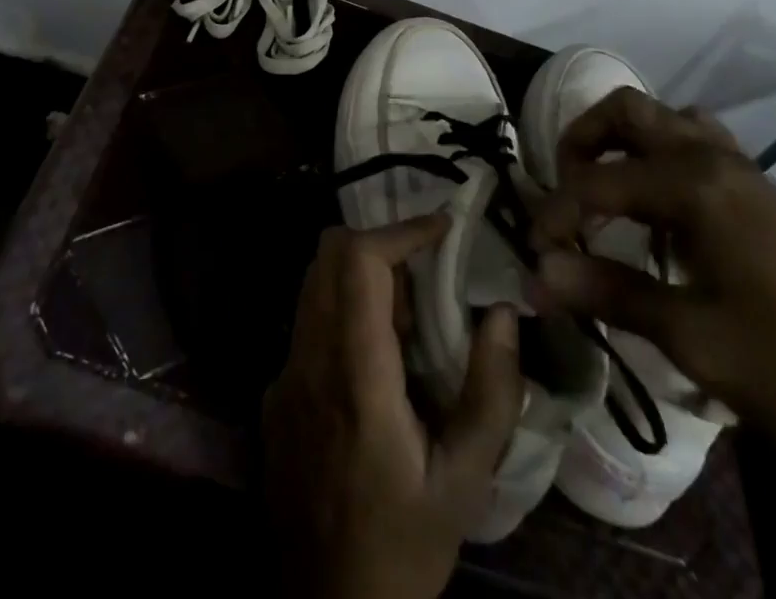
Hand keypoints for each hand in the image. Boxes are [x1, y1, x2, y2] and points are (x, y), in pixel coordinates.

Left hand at [262, 215, 522, 598]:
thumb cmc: (405, 548)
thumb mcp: (466, 482)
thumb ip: (491, 394)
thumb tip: (502, 313)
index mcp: (355, 379)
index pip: (358, 264)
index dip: (400, 231)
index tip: (442, 228)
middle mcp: (307, 363)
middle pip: (327, 257)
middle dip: (379, 244)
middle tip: (425, 278)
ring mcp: (283, 378)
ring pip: (313, 284)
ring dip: (359, 275)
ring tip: (406, 320)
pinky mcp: (274, 396)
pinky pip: (306, 323)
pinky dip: (340, 310)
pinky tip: (374, 361)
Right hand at [531, 88, 775, 491]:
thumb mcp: (696, 341)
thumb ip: (609, 293)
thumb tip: (534, 276)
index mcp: (695, 185)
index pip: (596, 182)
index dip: (555, 215)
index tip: (534, 255)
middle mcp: (715, 158)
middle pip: (627, 112)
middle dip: (581, 141)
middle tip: (563, 195)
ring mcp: (746, 171)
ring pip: (666, 121)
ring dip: (623, 143)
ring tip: (603, 193)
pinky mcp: (766, 195)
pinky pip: (701, 146)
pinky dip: (663, 159)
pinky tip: (661, 212)